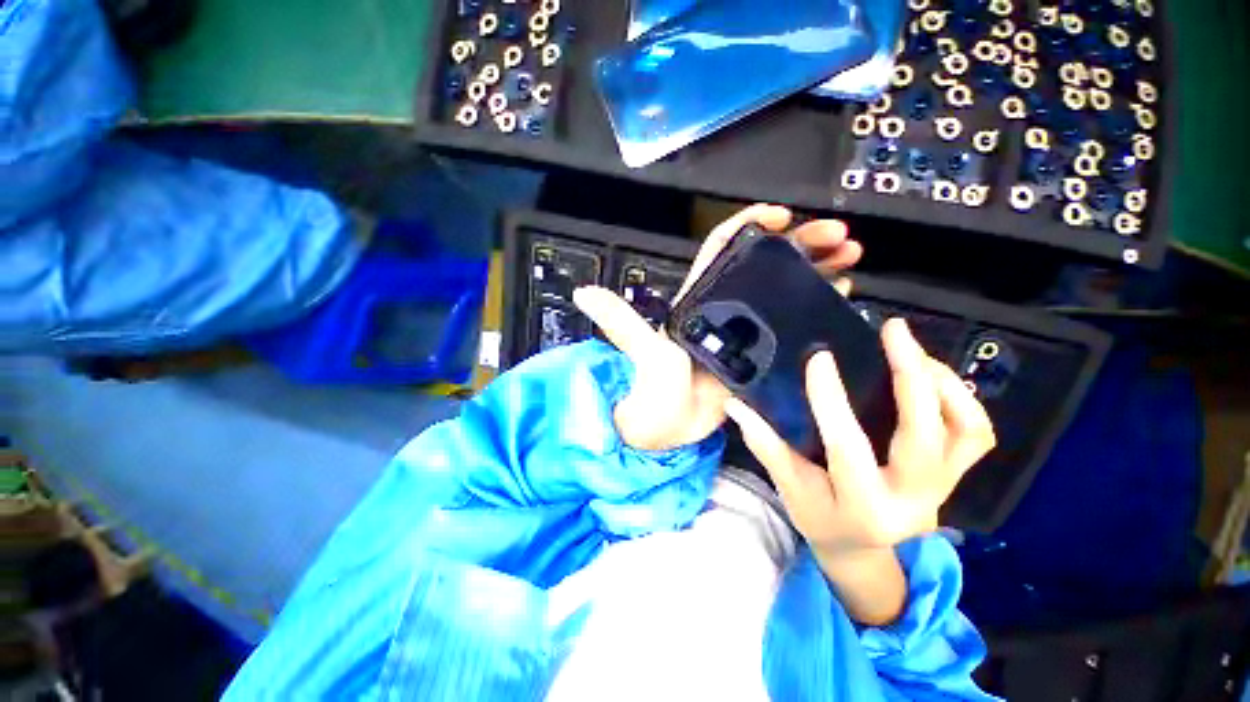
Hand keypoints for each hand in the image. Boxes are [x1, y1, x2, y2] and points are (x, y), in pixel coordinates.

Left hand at [572, 203, 861, 451]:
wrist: (664, 429)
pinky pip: (789, 323)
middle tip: (839, 237)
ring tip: (850, 259)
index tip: (782, 215)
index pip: (723, 248)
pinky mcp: (758, 354)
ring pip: (782, 290)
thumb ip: (620, 322)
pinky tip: (839, 297)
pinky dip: (812, 306)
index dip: (750, 226)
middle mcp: (724, 308)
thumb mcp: (641, 351)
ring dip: (814, 271)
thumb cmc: (651, 389)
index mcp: (700, 299)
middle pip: (765, 264)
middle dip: (800, 245)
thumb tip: (583, 293)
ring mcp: (745, 331)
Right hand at [723, 318, 995, 556]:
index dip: (831, 399)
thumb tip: (735, 404)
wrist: (861, 549)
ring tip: (912, 351)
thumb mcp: (788, 487)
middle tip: (892, 332)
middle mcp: (912, 500)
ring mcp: (942, 489)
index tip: (819, 357)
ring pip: (966, 431)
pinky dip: (960, 399)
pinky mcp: (954, 478)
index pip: (847, 446)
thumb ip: (764, 443)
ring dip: (943, 384)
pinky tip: (929, 376)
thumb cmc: (819, 518)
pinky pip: (976, 434)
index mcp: (862, 505)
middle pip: (925, 435)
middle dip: (911, 376)